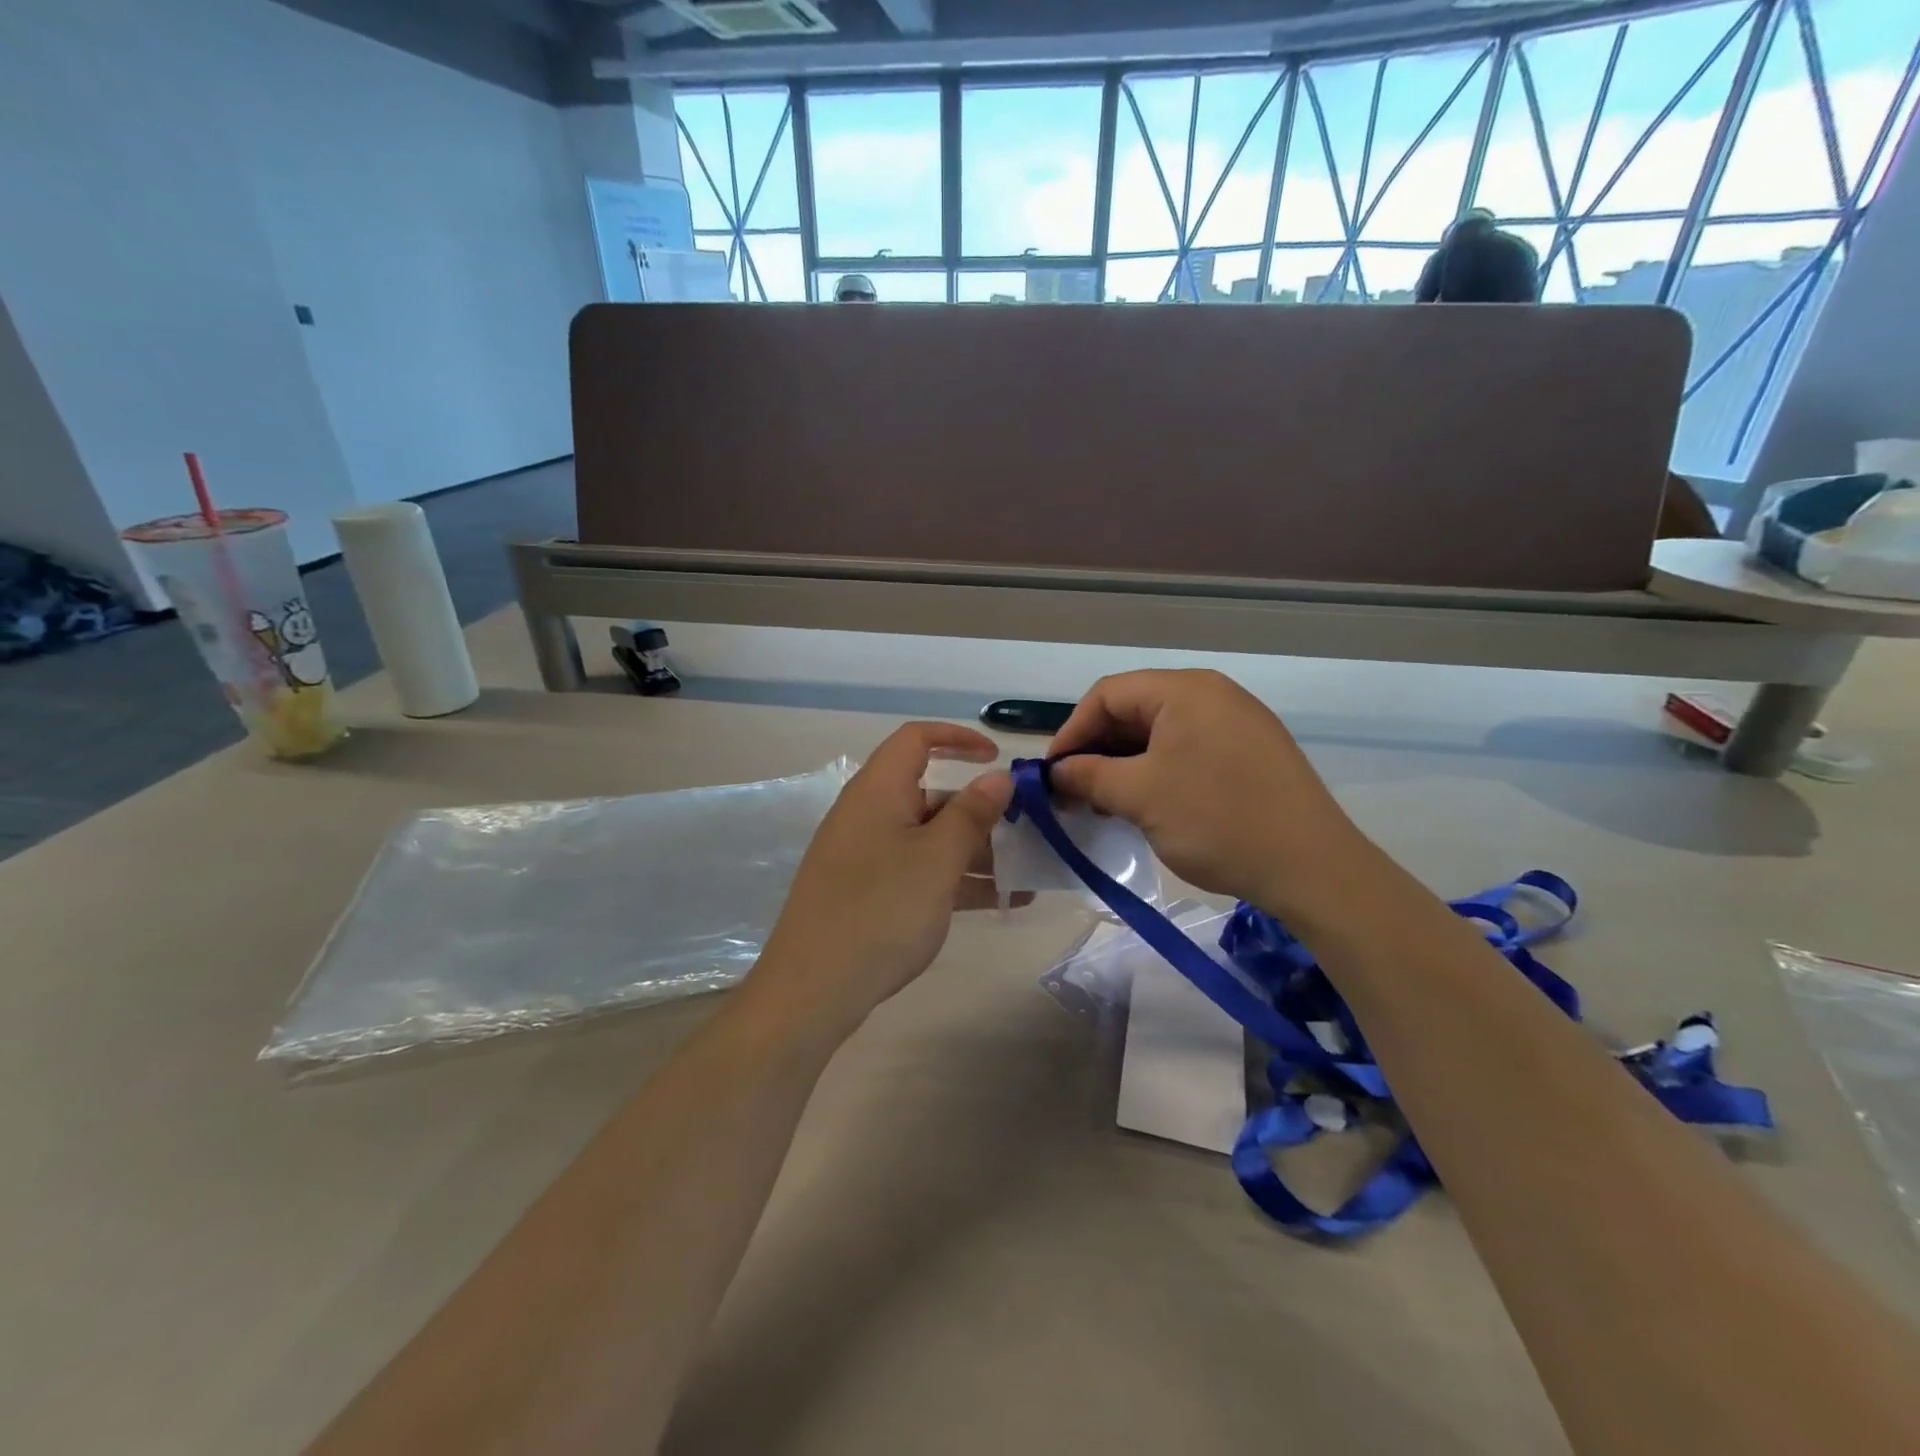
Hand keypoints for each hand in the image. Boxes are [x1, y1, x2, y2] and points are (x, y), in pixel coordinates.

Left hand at [753, 722, 1013, 1035]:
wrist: (813, 989)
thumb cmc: (881, 910)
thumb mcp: (937, 859)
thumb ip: (971, 814)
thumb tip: (998, 776)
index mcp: (878, 791)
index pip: (916, 739)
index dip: (958, 738)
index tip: (998, 758)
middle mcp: (869, 814)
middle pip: (929, 793)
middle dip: (980, 810)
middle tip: (1026, 832)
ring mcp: (866, 856)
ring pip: (928, 838)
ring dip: (976, 851)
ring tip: (1026, 874)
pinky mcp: (867, 892)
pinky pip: (918, 871)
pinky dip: (955, 879)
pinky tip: (1000, 901)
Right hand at [1045, 669, 1367, 913]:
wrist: (1312, 868)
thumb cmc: (1218, 821)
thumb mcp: (1140, 796)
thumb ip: (1089, 776)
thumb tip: (1056, 772)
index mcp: (1185, 690)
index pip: (1107, 695)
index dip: (1072, 731)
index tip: (1051, 773)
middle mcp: (1211, 694)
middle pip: (1134, 710)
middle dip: (1097, 749)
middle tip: (1073, 792)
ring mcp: (1235, 722)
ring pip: (1159, 733)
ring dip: (1123, 764)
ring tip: (1103, 803)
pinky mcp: (1249, 753)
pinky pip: (1187, 750)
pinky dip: (1156, 772)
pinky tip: (1143, 804)